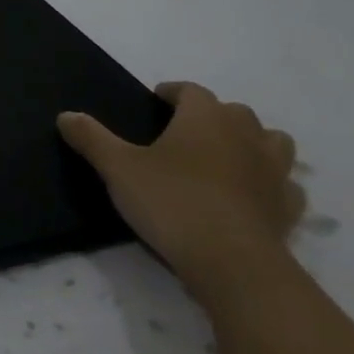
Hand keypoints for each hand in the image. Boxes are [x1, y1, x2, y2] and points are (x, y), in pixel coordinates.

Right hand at [57, 83, 303, 296]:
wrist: (233, 263)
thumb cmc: (172, 203)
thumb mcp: (118, 169)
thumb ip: (92, 139)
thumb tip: (66, 115)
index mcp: (205, 117)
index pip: (191, 90)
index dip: (172, 92)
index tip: (156, 101)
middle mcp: (246, 134)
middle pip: (233, 111)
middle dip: (210, 115)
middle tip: (183, 132)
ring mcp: (273, 171)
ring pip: (270, 141)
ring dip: (249, 142)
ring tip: (224, 157)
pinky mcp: (287, 207)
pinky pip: (283, 184)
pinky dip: (268, 184)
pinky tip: (249, 196)